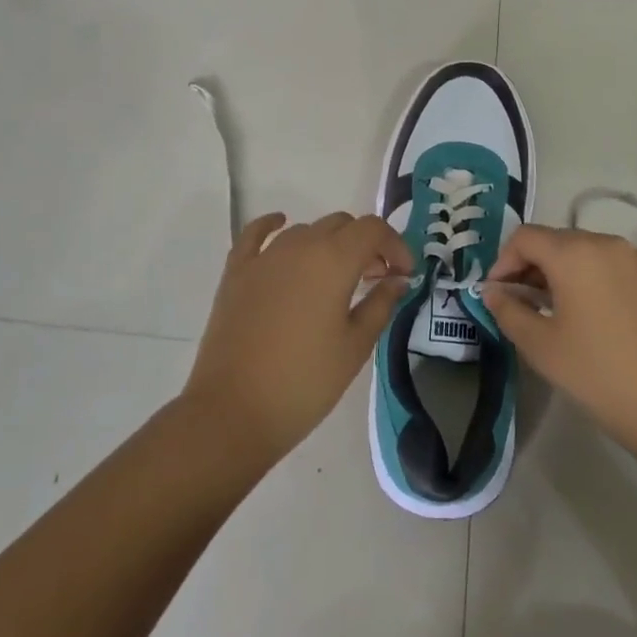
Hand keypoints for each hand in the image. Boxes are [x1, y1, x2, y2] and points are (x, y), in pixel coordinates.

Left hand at [181, 211, 412, 464]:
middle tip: (374, 279)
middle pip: (341, 224)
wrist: (233, 411)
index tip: (404, 274)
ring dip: (328, 243)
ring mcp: (264, 257)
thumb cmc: (305, 382)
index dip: (395, 245)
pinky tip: (280, 225)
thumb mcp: (355, 347)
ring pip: (305, 231)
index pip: (373, 230)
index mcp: (333, 260)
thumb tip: (397, 280)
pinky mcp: (237, 271)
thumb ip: (380, 305)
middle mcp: (300, 246)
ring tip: (336, 277)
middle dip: (365, 245)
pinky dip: (273, 225)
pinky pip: (257, 234)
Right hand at [483, 225, 636, 451]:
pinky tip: (605, 321)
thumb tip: (494, 291)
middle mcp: (609, 244)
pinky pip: (622, 271)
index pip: (525, 237)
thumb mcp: (540, 346)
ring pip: (593, 254)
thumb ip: (508, 310)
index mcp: (574, 253)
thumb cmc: (599, 374)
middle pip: (559, 241)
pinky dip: (603, 284)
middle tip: (526, 304)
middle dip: (535, 267)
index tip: (498, 294)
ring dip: (569, 274)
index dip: (503, 261)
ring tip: (564, 313)